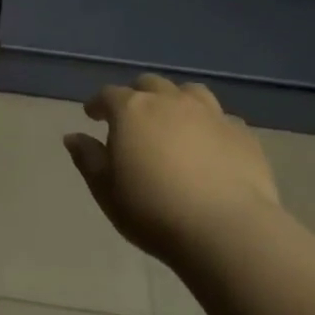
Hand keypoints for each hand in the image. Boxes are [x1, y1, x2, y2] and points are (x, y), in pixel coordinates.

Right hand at [64, 74, 281, 264]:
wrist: (227, 230)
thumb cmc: (154, 211)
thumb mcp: (107, 191)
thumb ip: (88, 159)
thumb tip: (73, 137)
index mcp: (132, 110)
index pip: (108, 95)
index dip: (98, 104)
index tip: (93, 115)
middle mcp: (170, 101)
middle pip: (149, 85)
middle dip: (137, 96)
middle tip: (133, 118)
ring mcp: (210, 113)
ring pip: (189, 92)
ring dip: (176, 100)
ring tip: (174, 120)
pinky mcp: (241, 132)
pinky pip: (221, 118)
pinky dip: (210, 125)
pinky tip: (210, 144)